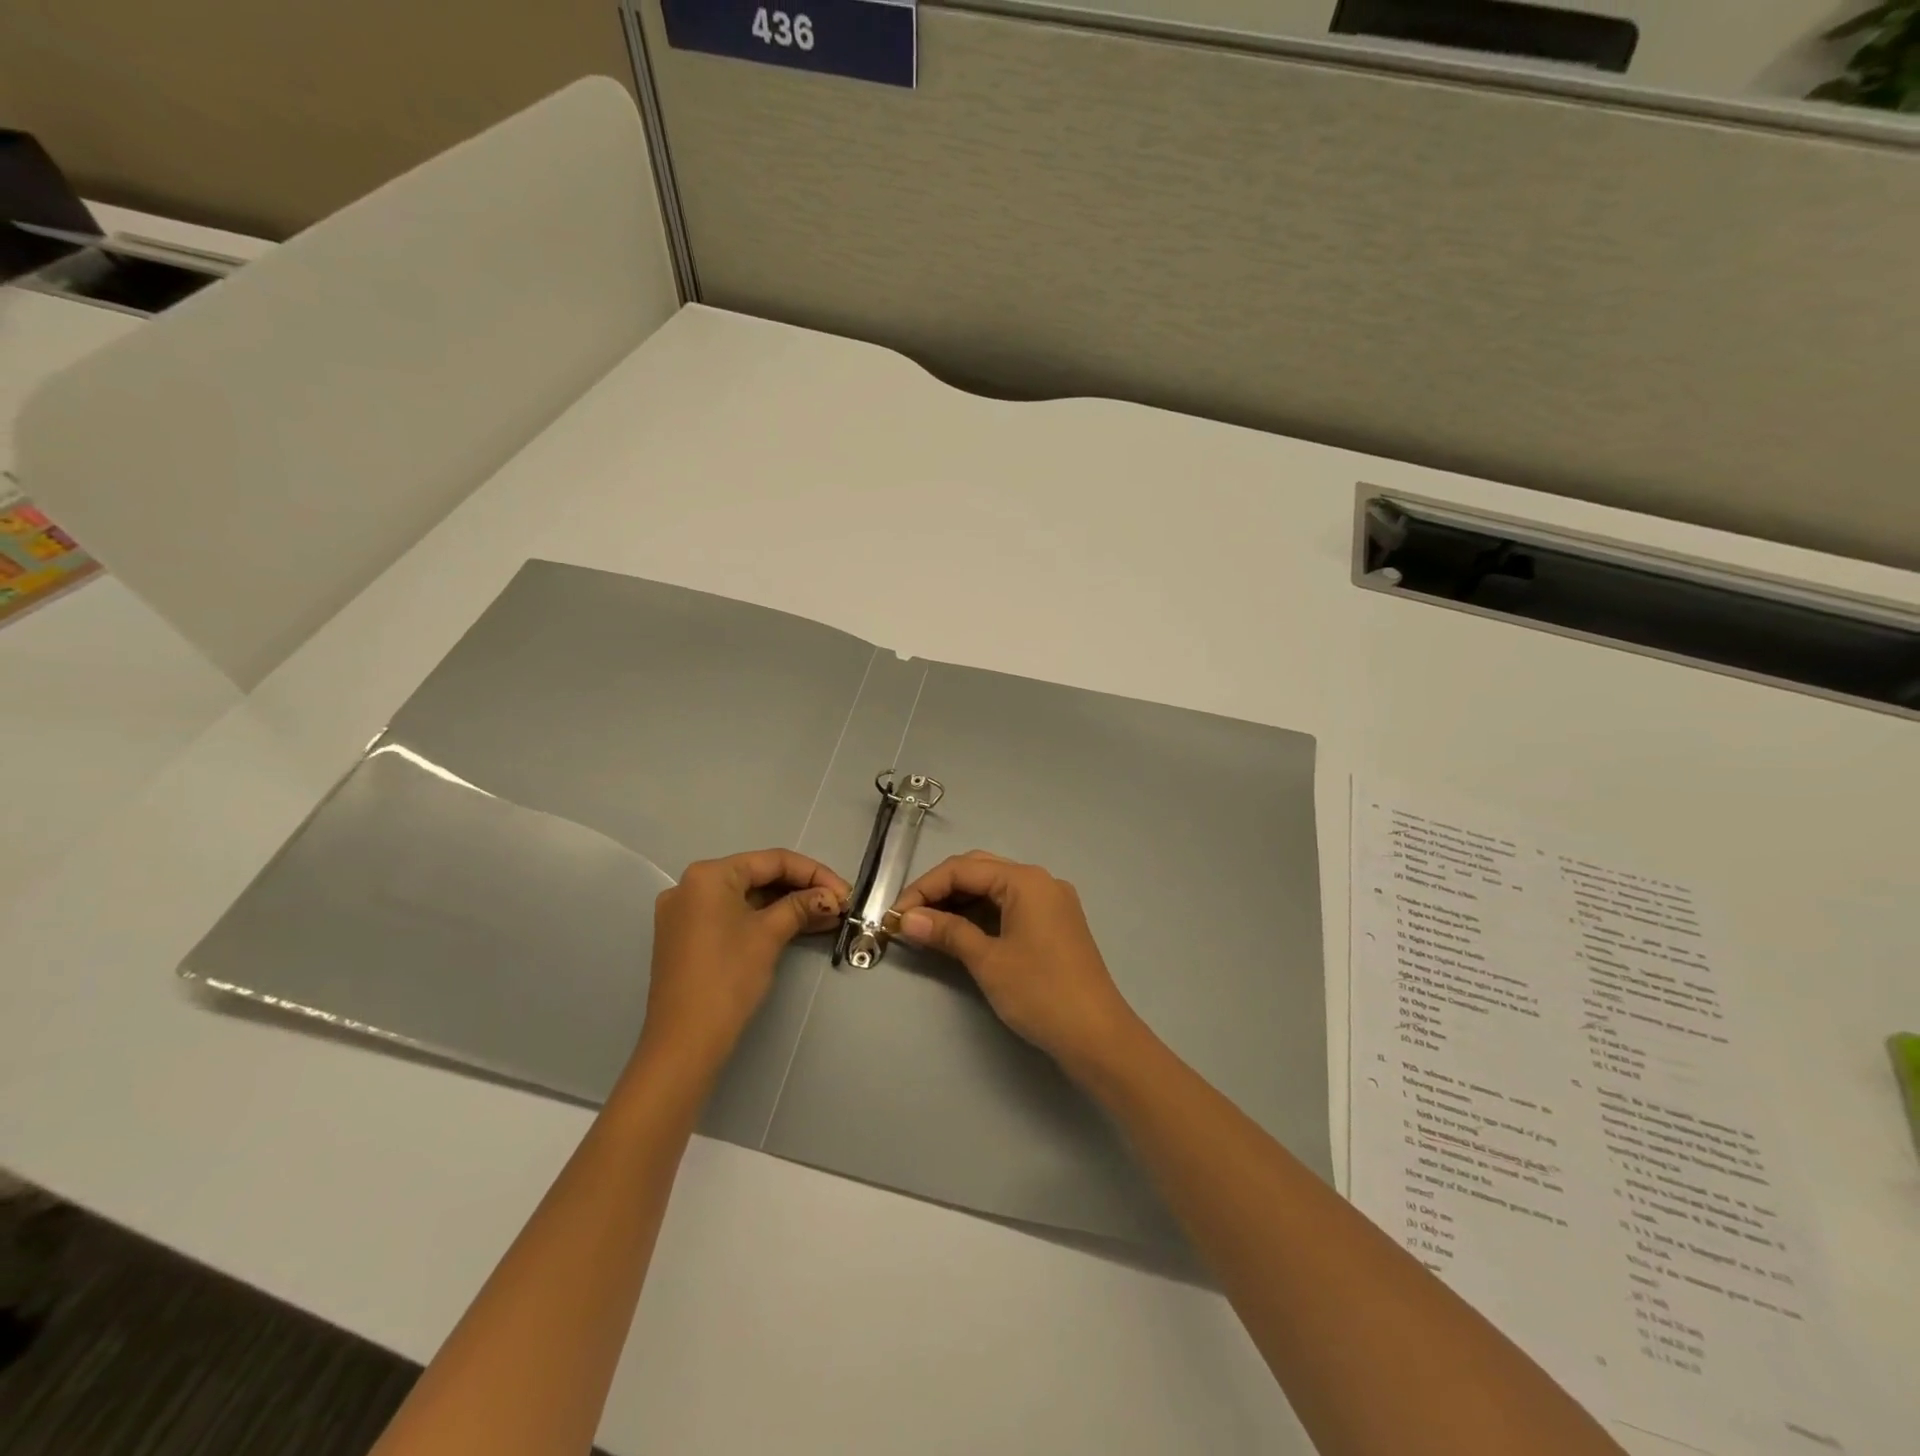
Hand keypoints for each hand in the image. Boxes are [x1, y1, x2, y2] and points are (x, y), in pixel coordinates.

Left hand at [638, 849, 847, 1076]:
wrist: (684, 1042)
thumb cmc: (727, 978)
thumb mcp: (769, 935)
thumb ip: (801, 906)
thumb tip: (830, 897)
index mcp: (709, 875)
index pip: (772, 861)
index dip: (814, 873)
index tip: (845, 892)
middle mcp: (691, 886)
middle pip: (758, 876)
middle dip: (802, 890)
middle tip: (838, 905)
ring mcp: (686, 913)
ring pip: (747, 898)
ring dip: (787, 906)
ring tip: (827, 917)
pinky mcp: (687, 937)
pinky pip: (733, 916)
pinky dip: (764, 920)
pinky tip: (798, 927)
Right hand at [893, 851, 1142, 1075]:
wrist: (1097, 1036)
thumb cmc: (1040, 993)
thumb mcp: (988, 961)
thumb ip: (946, 932)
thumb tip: (906, 919)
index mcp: (1025, 880)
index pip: (962, 869)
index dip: (923, 889)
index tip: (894, 916)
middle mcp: (1040, 881)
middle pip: (979, 871)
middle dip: (940, 890)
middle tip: (909, 918)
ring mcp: (1051, 902)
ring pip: (994, 889)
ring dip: (959, 903)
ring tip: (926, 927)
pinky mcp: (1054, 924)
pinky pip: (1009, 906)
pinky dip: (981, 915)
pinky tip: (959, 933)